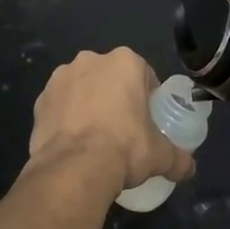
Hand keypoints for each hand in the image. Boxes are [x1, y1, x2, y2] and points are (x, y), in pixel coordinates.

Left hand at [28, 48, 194, 193]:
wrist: (75, 167)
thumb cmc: (125, 148)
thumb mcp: (160, 155)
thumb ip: (179, 158)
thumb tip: (189, 168)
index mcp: (124, 62)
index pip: (144, 75)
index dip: (148, 98)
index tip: (148, 121)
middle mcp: (90, 60)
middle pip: (110, 78)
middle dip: (116, 97)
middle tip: (123, 130)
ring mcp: (60, 78)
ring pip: (82, 89)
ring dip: (88, 105)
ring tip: (94, 139)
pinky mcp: (40, 99)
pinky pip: (59, 106)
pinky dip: (65, 119)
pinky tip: (73, 144)